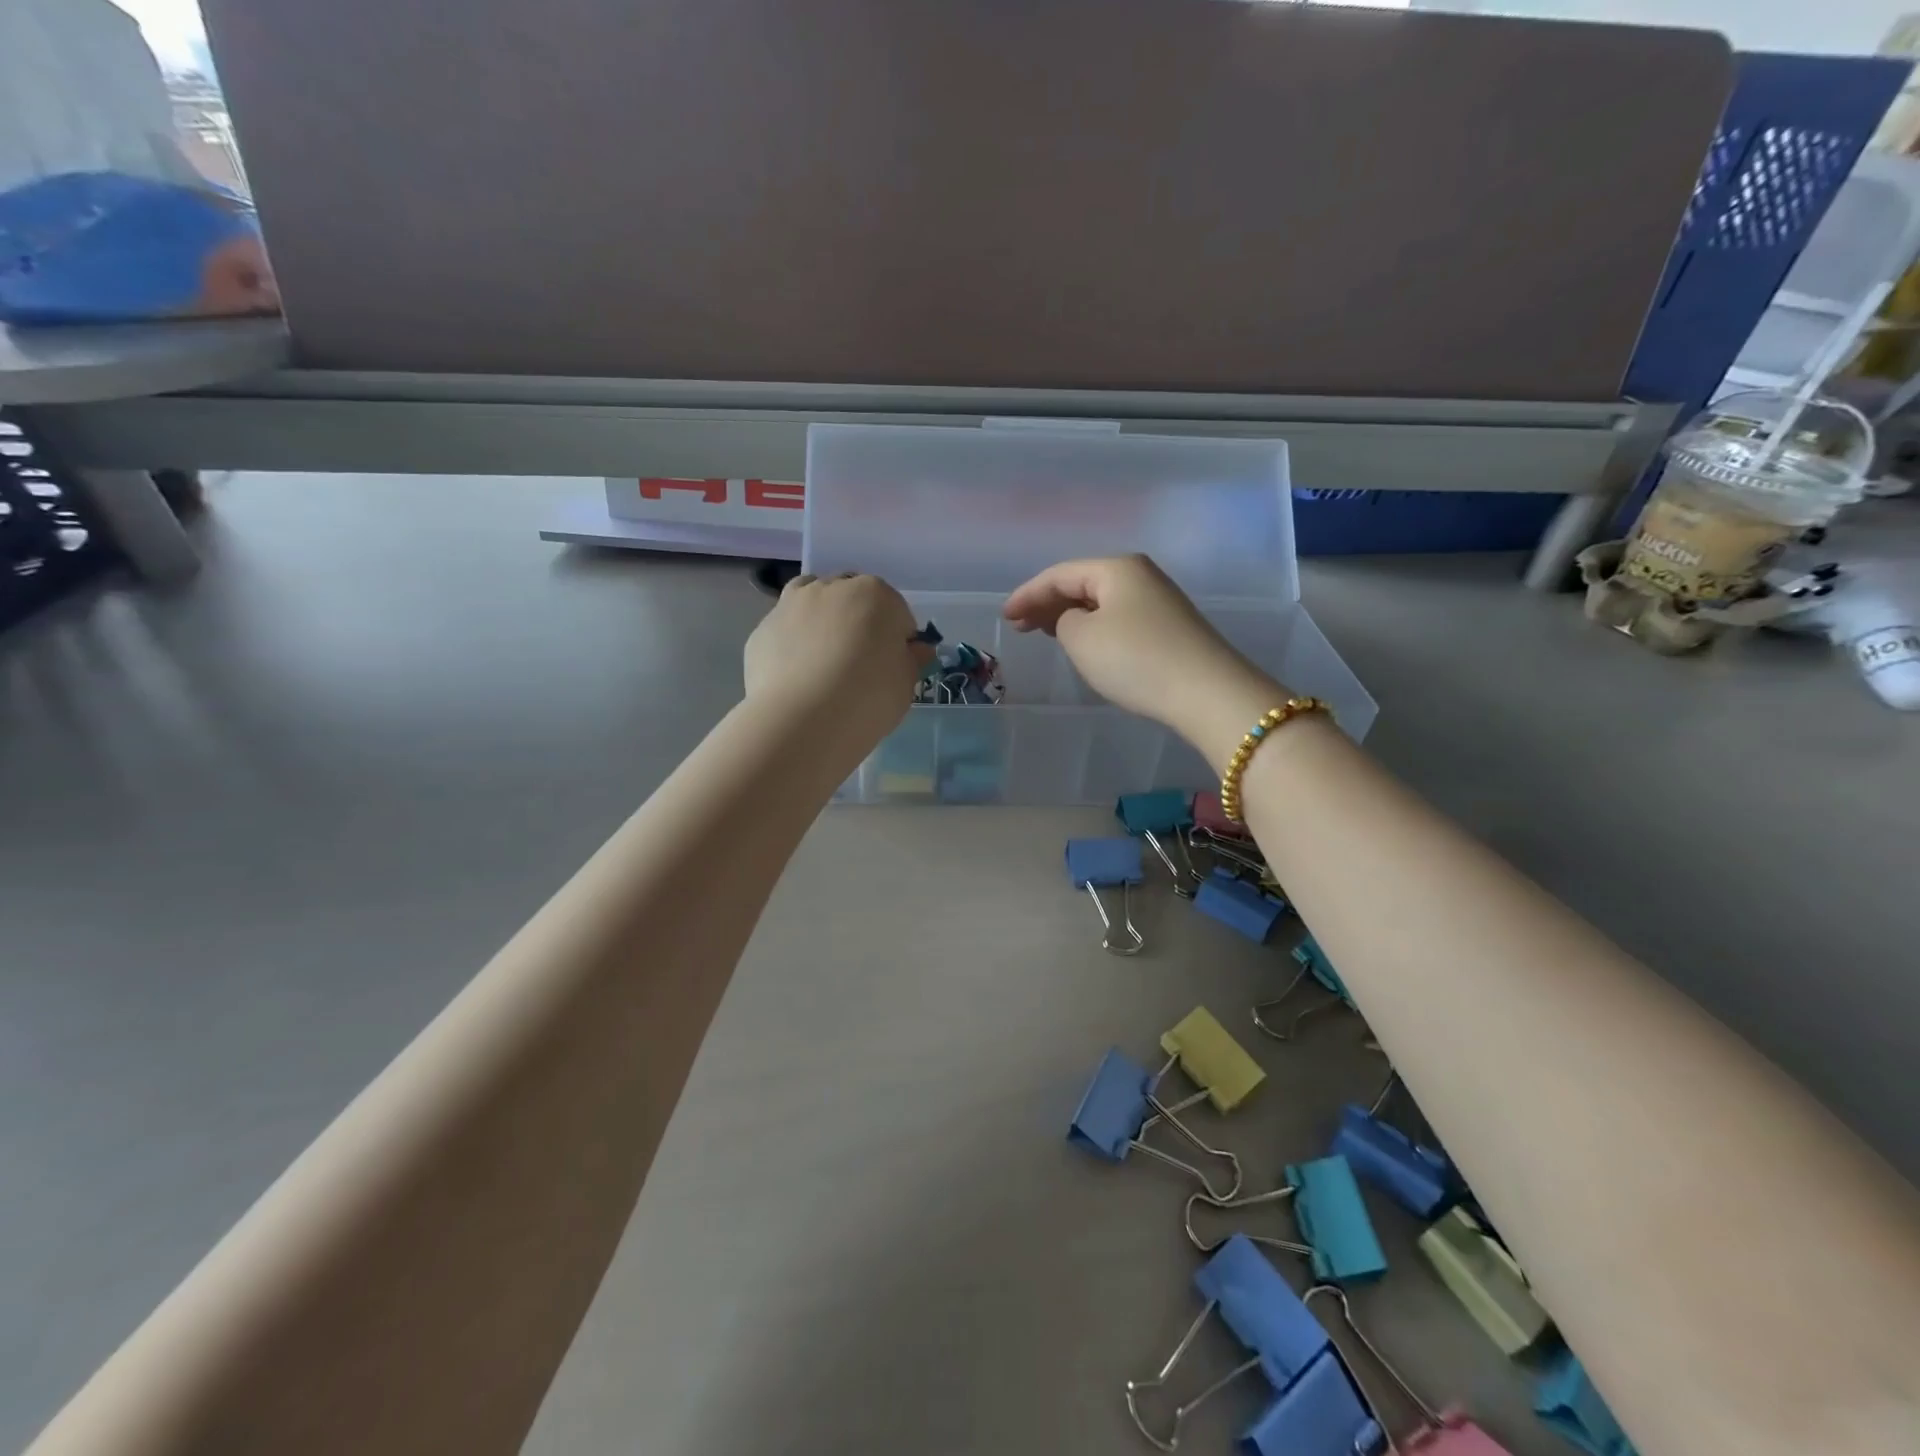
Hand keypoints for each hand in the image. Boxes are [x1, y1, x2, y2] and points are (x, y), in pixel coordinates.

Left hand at [744, 572, 931, 745]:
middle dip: (857, 622)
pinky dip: (792, 646)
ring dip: (820, 622)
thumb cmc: (869, 696)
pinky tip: (796, 679)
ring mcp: (791, 605)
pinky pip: (785, 632)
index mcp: (875, 594)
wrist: (804, 719)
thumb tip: (916, 650)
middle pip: (851, 599)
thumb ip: (911, 660)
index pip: (896, 611)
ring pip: (811, 604)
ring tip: (822, 663)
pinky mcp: (762, 630)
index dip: (897, 639)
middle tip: (858, 663)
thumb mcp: (906, 683)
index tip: (893, 666)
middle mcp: (831, 588)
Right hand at [1002, 555, 1287, 765]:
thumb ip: (1063, 621)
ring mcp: (1159, 601)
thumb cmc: (1135, 659)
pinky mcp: (1170, 628)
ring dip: (1070, 615)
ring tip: (1045, 632)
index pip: (1059, 574)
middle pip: (1082, 583)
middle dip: (1047, 603)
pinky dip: (1093, 627)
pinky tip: (1085, 643)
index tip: (1005, 616)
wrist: (1206, 692)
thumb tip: (1075, 621)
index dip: (1028, 594)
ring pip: (1101, 602)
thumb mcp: (1082, 638)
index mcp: (1116, 568)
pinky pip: (1118, 618)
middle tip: (1021, 625)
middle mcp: (1140, 575)